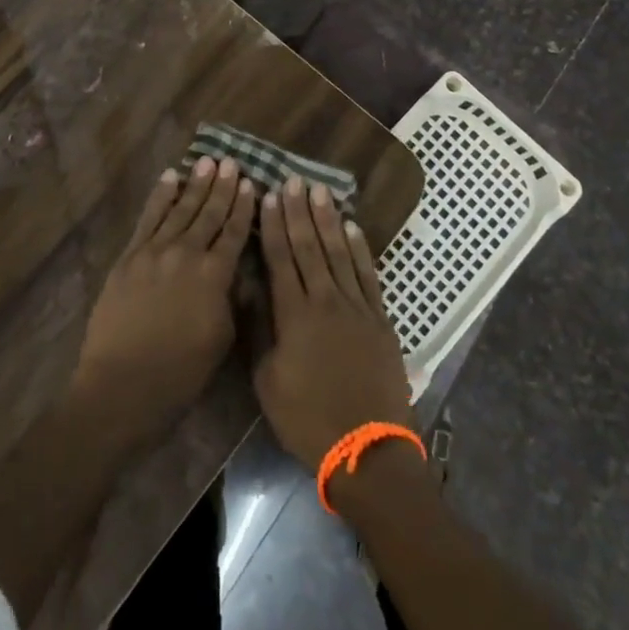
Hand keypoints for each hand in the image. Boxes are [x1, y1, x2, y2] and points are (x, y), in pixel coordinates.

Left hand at [73, 158, 256, 441]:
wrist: (122, 385)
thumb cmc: (180, 373)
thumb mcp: (221, 339)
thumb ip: (230, 299)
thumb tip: (236, 273)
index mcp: (214, 275)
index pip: (234, 232)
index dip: (244, 207)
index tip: (251, 184)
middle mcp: (186, 254)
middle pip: (209, 214)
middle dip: (222, 187)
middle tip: (231, 162)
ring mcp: (154, 252)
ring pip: (180, 209)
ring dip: (195, 184)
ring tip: (207, 162)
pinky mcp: (129, 257)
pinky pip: (148, 218)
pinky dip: (160, 197)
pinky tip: (170, 178)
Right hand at [253, 177, 414, 470]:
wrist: (367, 449)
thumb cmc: (307, 419)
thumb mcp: (267, 380)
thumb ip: (259, 329)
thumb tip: (248, 286)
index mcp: (294, 315)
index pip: (281, 258)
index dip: (274, 225)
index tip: (269, 195)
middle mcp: (326, 300)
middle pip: (310, 247)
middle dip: (299, 211)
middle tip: (293, 179)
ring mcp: (357, 307)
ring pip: (339, 253)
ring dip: (328, 220)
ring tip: (320, 191)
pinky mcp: (380, 319)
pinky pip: (368, 275)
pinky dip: (360, 249)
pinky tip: (353, 228)